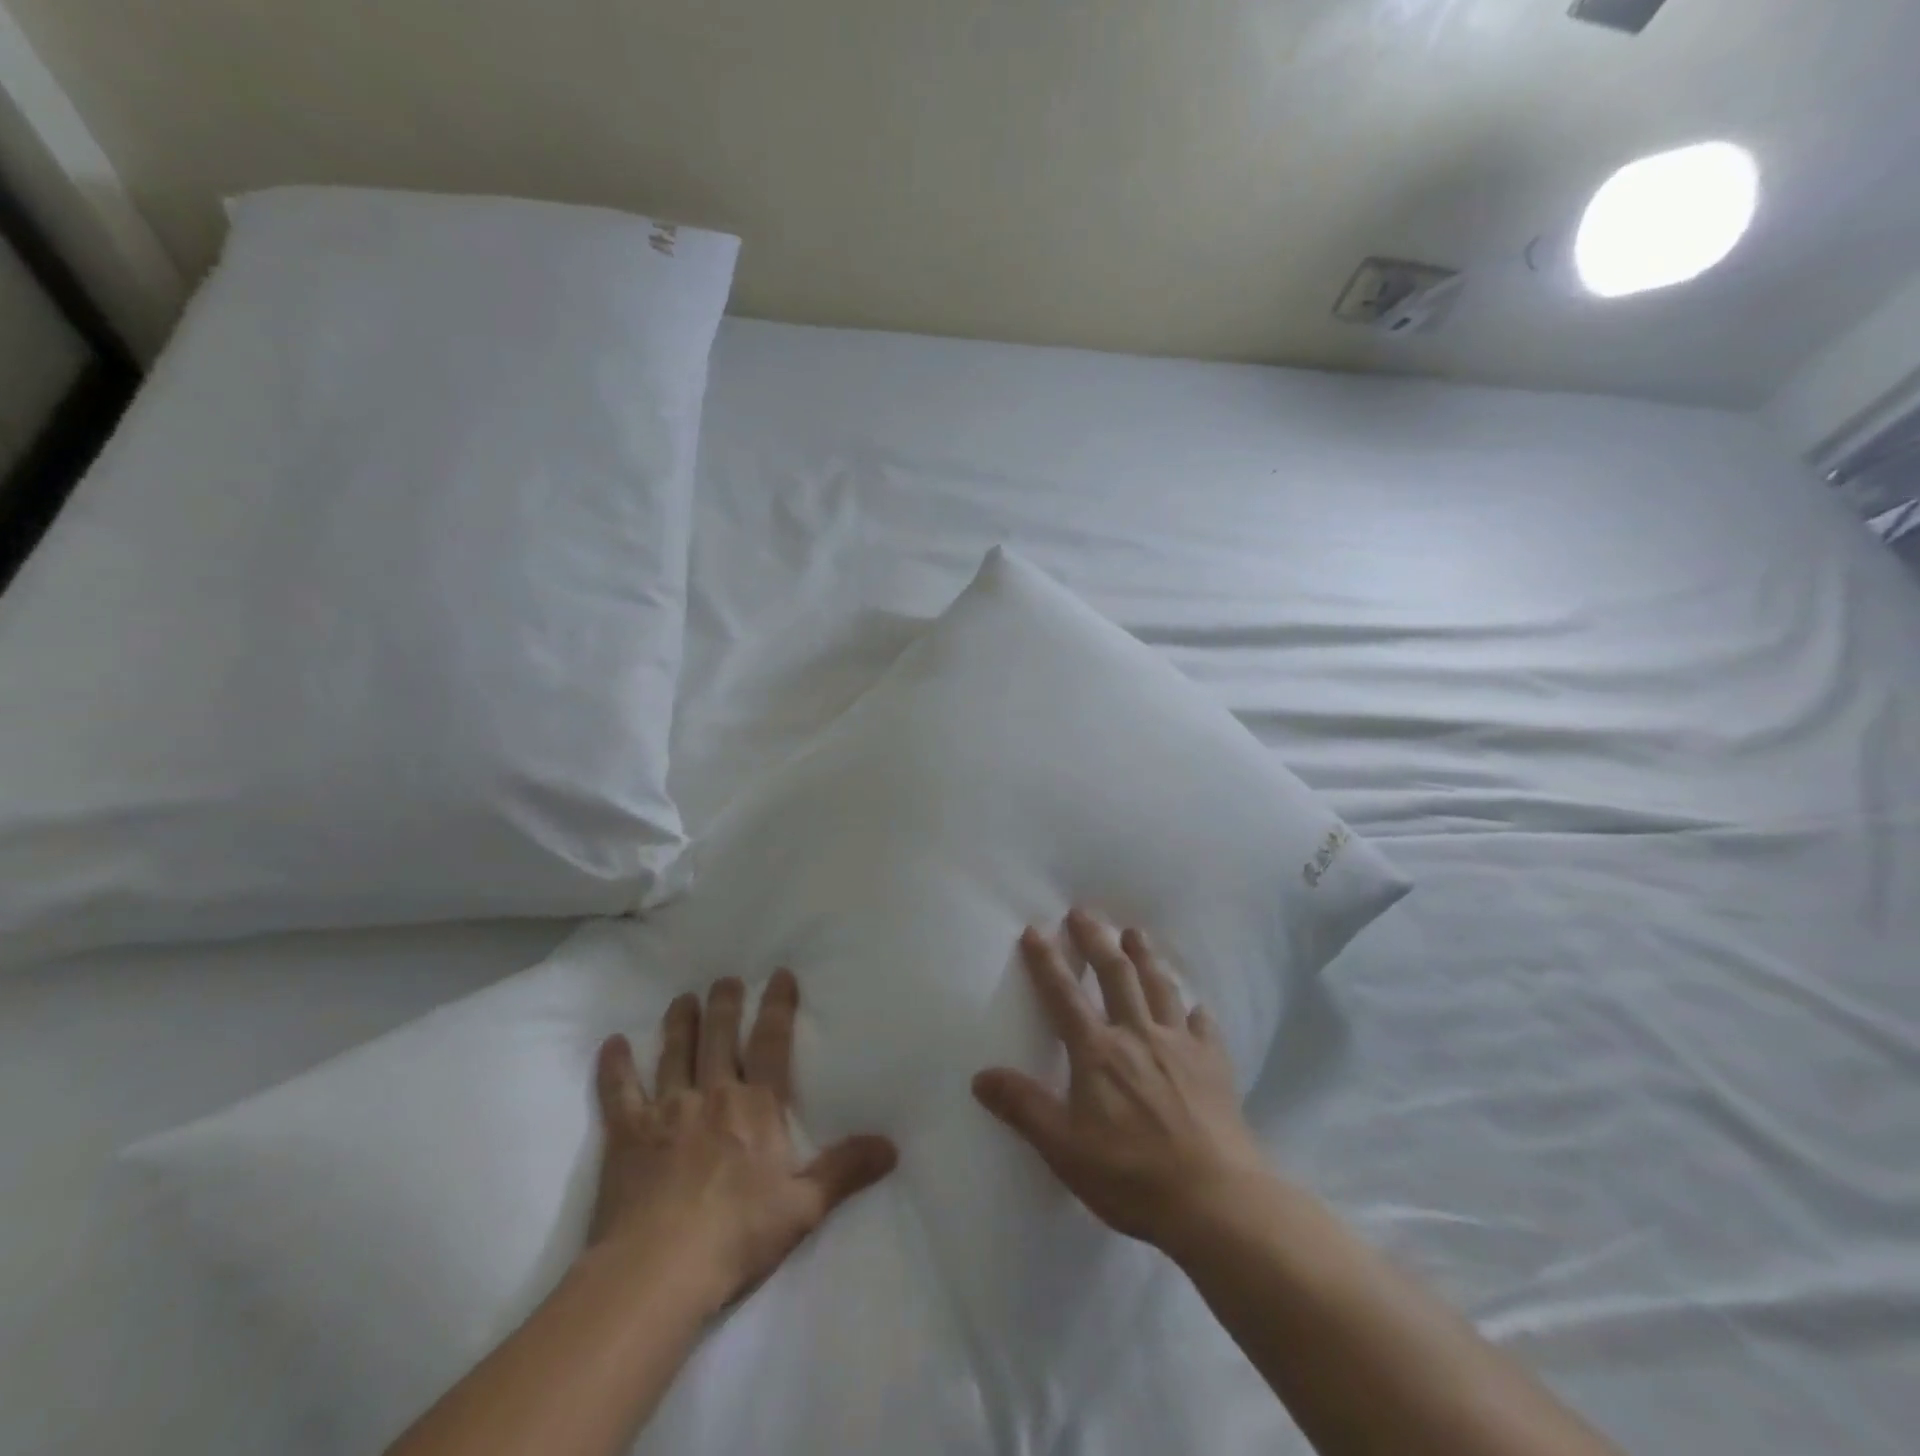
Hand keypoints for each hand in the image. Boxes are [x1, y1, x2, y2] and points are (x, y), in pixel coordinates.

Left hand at [589, 971, 897, 1311]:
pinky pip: (619, 1091)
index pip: (771, 1042)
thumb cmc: (737, 1234)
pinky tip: (612, 1044)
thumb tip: (892, 1146)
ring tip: (682, 998)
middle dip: (724, 1004)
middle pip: (719, 1036)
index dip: (777, 1006)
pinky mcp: (628, 1134)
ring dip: (679, 1023)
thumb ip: (846, 1170)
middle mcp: (713, 1095)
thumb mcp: (804, 1206)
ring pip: (675, 1053)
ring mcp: (667, 1110)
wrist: (658, 1269)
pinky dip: (615, 1067)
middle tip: (725, 979)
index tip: (779, 975)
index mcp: (757, 1107)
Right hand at [972, 909, 1270, 1253]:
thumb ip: (1024, 1108)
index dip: (1047, 961)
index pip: (1064, 995)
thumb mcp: (1064, 1149)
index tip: (1035, 930)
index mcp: (1098, 1052)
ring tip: (1135, 933)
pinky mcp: (1214, 1064)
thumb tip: (980, 1076)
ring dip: (1145, 957)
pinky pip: (1203, 1026)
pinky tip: (1195, 1006)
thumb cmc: (1131, 1176)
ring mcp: (1180, 1045)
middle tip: (1084, 912)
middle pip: (1116, 974)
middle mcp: (1138, 1034)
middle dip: (1096, 940)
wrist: (1215, 1200)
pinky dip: (1195, 1011)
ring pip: (1160, 987)